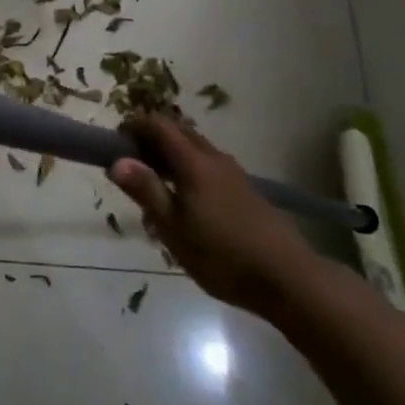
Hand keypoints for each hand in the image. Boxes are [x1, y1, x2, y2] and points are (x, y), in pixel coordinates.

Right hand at [108, 113, 318, 313]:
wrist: (289, 278)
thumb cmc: (223, 255)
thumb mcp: (174, 229)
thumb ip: (147, 191)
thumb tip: (116, 161)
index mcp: (194, 163)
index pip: (160, 125)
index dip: (135, 126)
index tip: (116, 141)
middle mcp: (215, 159)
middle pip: (180, 132)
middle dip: (153, 138)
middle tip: (132, 162)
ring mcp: (234, 174)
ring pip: (197, 149)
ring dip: (173, 154)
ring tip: (156, 184)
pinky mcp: (246, 191)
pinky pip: (210, 166)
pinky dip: (191, 169)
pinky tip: (188, 201)